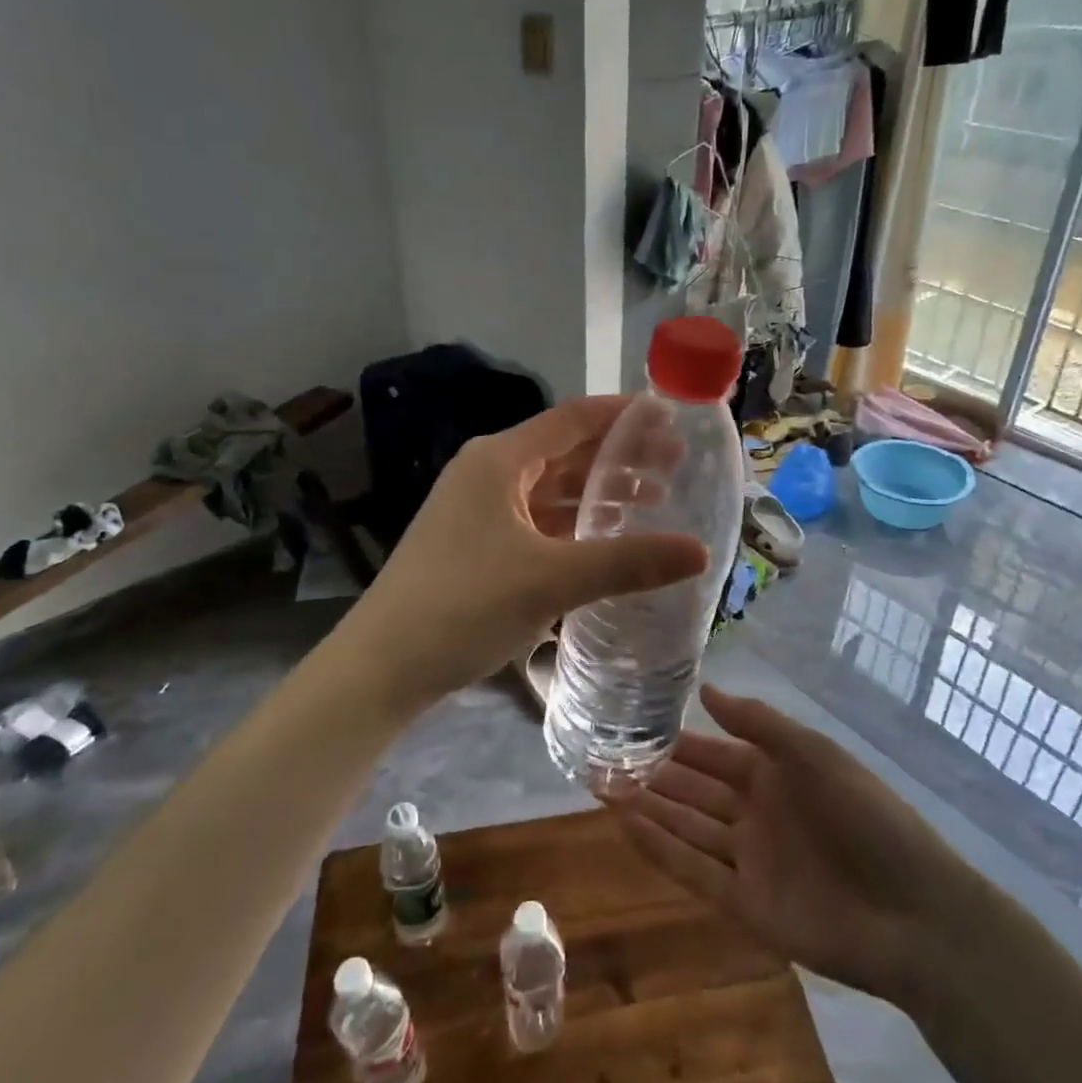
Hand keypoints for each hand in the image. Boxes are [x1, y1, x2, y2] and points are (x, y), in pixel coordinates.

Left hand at [340, 396, 707, 713]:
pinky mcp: (475, 544)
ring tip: (653, 502)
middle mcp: (487, 473)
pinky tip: (605, 542)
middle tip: (676, 467)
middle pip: (565, 451)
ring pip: (551, 489)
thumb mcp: (553, 580)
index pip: (574, 418)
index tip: (672, 419)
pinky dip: (573, 524)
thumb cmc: (465, 605)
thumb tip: (700, 551)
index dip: (625, 414)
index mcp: (499, 459)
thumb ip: (628, 562)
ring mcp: (478, 510)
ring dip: (598, 493)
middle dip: (620, 457)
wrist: (381, 667)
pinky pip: (536, 520)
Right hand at [614, 685, 956, 1001]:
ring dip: (647, 808)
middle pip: (692, 790)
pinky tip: (626, 826)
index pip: (712, 753)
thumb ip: (757, 723)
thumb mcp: (812, 753)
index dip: (675, 742)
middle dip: (650, 775)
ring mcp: (749, 860)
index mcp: (773, 774)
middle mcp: (755, 813)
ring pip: (686, 827)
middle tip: (600, 758)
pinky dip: (660, 849)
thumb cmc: (865, 815)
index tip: (631, 725)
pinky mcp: (746, 905)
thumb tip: (705, 689)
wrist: (914, 911)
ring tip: (600, 787)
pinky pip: (694, 871)